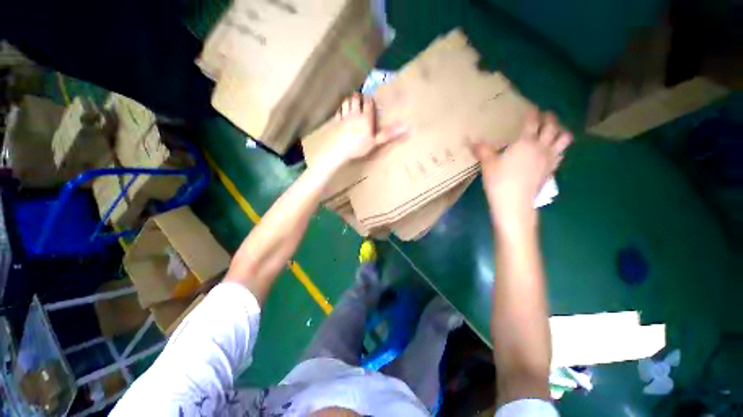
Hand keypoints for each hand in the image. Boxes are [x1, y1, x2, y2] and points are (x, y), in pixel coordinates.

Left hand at [329, 92, 407, 161]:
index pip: (368, 103)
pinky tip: (341, 111)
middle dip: (358, 97)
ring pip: (346, 103)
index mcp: (365, 117)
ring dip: (349, 100)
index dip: (369, 99)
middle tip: (360, 96)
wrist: (339, 148)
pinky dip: (340, 109)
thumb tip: (406, 127)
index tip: (370, 98)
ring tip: (351, 100)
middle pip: (355, 99)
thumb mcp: (375, 141)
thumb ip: (388, 133)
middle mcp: (355, 113)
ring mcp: (344, 117)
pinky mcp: (335, 122)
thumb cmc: (358, 146)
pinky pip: (338, 112)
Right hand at [471, 109, 571, 227]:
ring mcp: (549, 158)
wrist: (515, 203)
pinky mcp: (551, 169)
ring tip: (554, 130)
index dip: (532, 113)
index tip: (531, 108)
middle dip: (549, 117)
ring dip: (560, 130)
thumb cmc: (500, 181)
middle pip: (552, 126)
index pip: (532, 122)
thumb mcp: (488, 164)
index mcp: (525, 142)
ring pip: (564, 138)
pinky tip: (552, 150)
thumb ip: (482, 150)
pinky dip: (560, 147)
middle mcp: (541, 147)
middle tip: (544, 115)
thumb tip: (471, 140)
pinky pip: (562, 153)